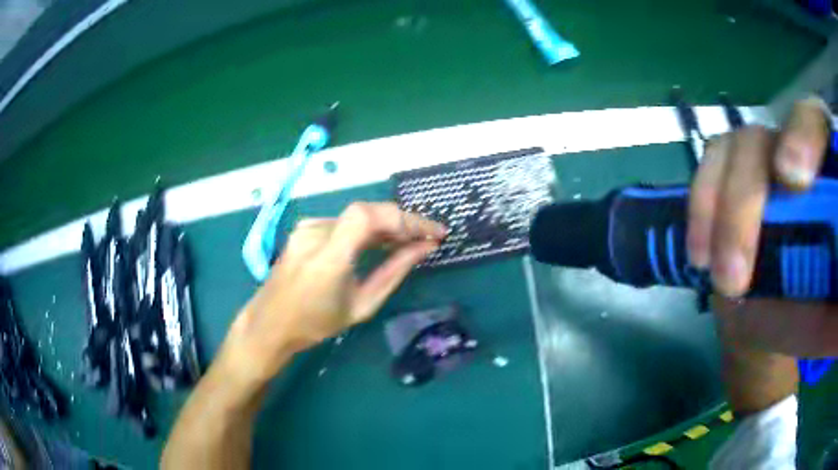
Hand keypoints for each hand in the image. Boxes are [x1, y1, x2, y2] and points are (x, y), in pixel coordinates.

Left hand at [217, 202, 446, 386]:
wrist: (271, 322)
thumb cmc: (316, 323)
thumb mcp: (361, 305)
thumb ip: (393, 272)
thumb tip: (425, 248)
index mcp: (328, 258)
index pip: (369, 217)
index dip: (406, 219)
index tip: (434, 233)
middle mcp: (315, 233)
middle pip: (368, 211)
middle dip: (403, 222)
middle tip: (428, 238)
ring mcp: (307, 227)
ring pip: (358, 215)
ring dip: (387, 225)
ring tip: (410, 241)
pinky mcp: (306, 227)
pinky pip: (344, 221)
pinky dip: (368, 228)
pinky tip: (382, 241)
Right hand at [687, 97, 836, 355]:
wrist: (769, 316)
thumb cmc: (808, 313)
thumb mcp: (827, 318)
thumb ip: (835, 316)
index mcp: (826, 170)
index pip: (818, 124)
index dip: (806, 136)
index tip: (793, 181)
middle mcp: (795, 149)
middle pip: (768, 137)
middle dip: (752, 194)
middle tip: (740, 271)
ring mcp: (760, 156)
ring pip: (736, 148)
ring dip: (723, 212)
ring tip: (723, 281)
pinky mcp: (729, 170)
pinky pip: (709, 166)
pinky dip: (701, 207)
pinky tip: (700, 255)